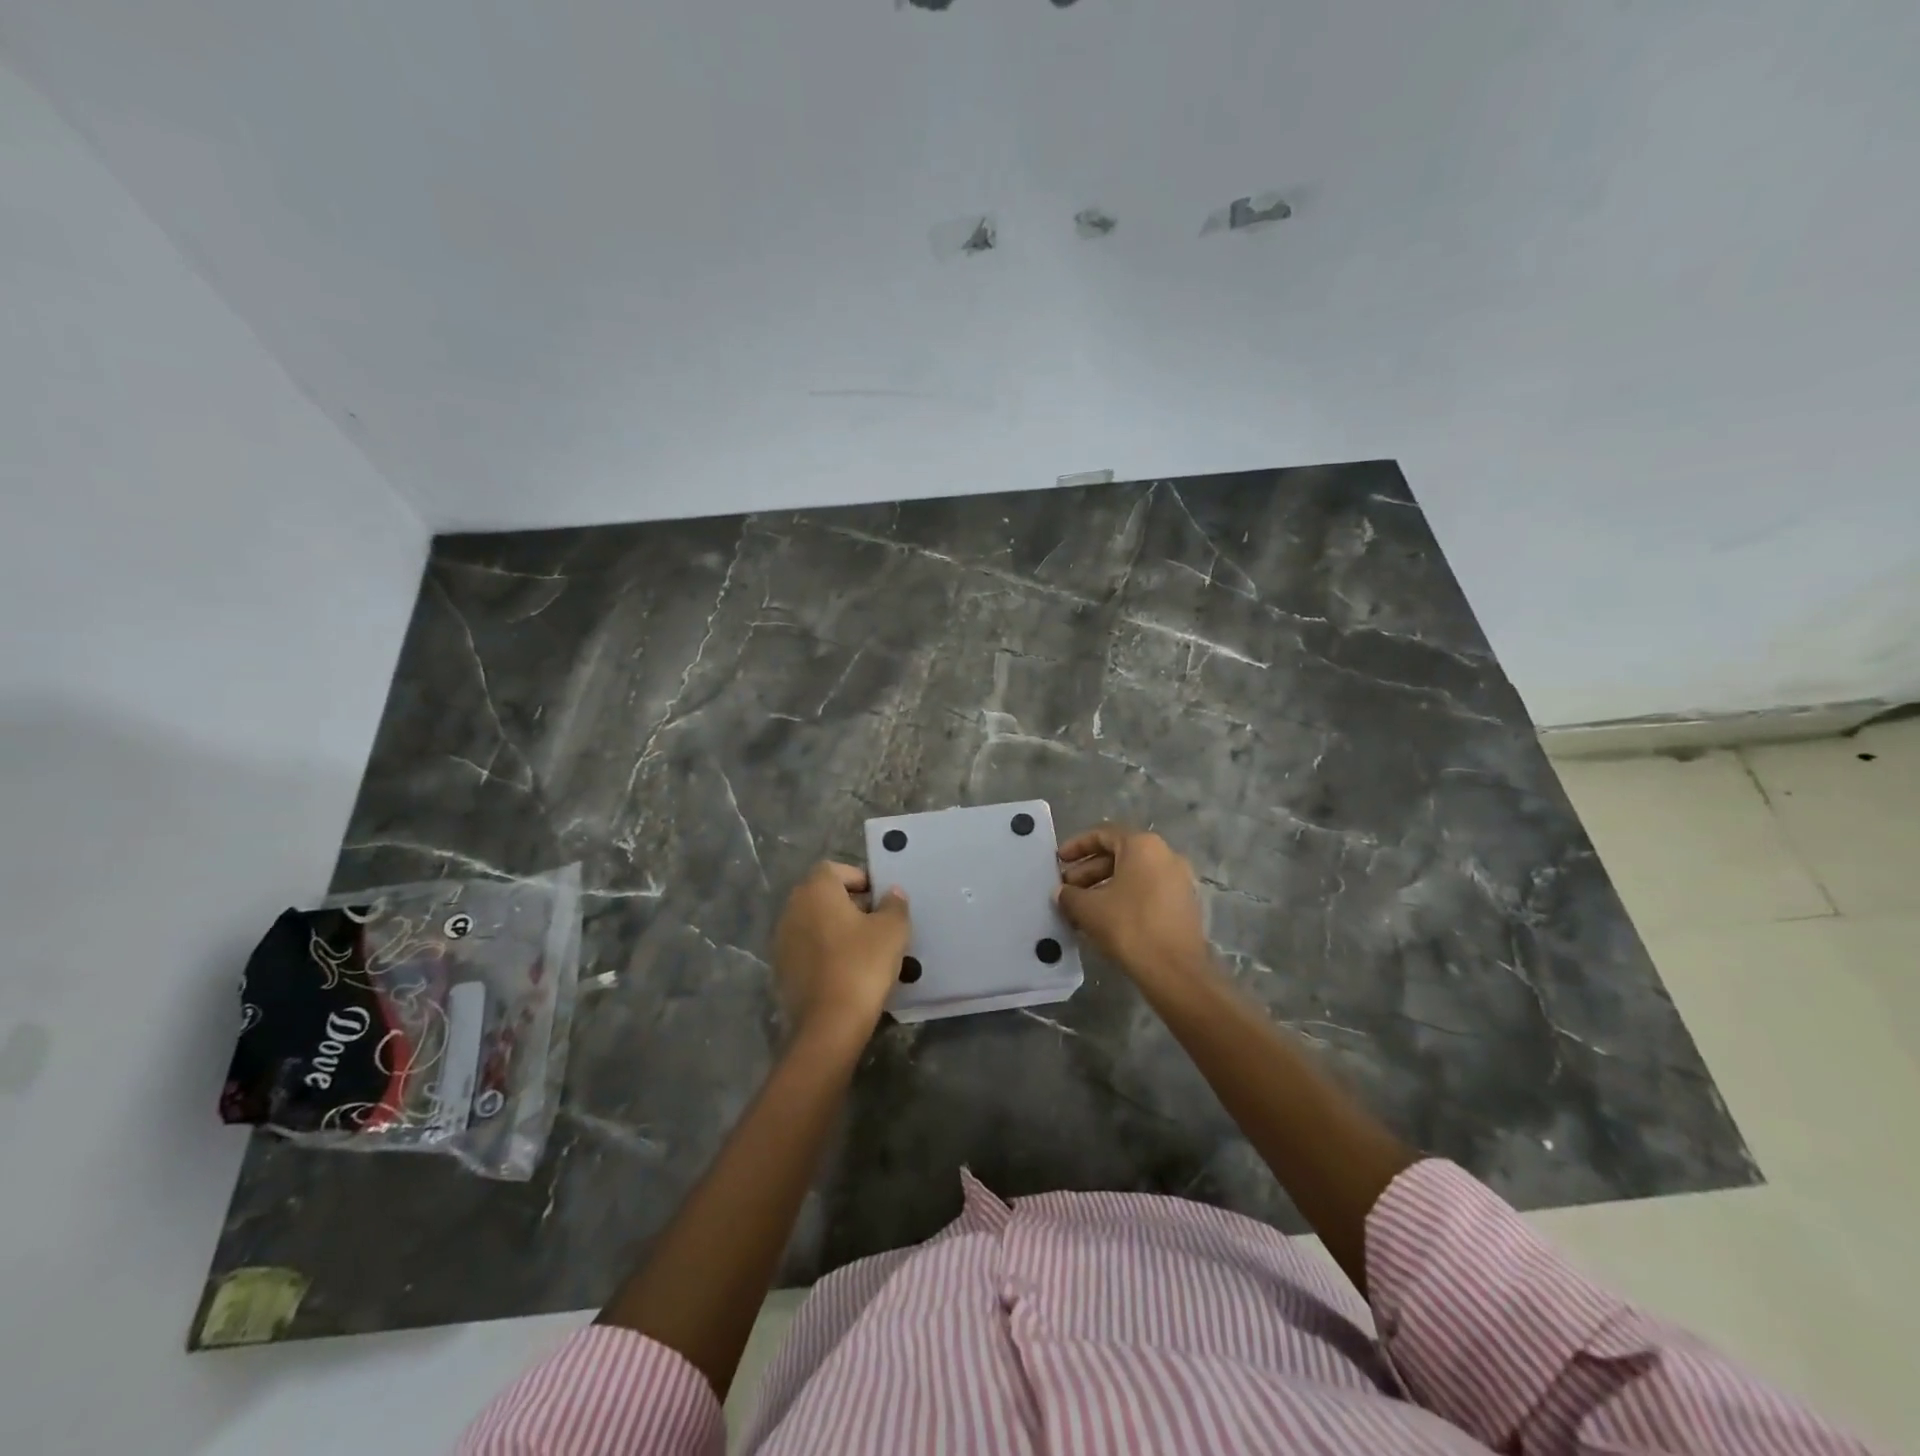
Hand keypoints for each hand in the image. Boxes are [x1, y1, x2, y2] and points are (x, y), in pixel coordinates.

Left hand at [772, 862, 910, 1043]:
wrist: (829, 1023)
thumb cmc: (863, 965)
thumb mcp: (892, 930)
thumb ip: (894, 904)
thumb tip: (891, 893)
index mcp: (816, 890)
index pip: (835, 869)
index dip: (859, 878)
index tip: (879, 899)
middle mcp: (793, 908)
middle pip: (821, 894)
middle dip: (848, 903)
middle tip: (875, 922)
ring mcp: (782, 939)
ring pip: (813, 921)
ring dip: (834, 927)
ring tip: (863, 948)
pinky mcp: (781, 968)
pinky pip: (806, 947)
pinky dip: (823, 951)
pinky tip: (845, 970)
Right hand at [1057, 825, 1211, 987]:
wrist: (1175, 970)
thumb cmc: (1129, 927)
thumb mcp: (1088, 909)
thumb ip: (1069, 895)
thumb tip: (1062, 893)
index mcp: (1143, 845)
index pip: (1103, 834)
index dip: (1076, 846)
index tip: (1058, 861)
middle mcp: (1165, 855)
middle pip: (1119, 854)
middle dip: (1088, 871)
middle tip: (1066, 889)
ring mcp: (1179, 880)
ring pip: (1133, 875)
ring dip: (1103, 887)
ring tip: (1080, 908)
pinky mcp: (1184, 904)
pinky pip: (1147, 891)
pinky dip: (1124, 898)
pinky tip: (1104, 920)